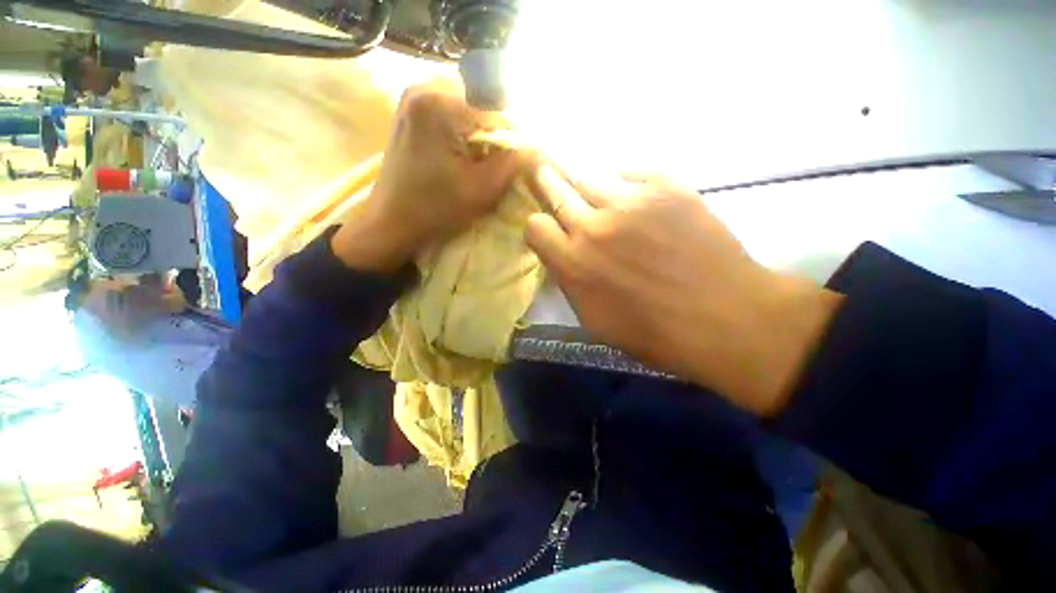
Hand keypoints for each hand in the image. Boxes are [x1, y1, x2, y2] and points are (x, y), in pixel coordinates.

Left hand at [332, 78, 521, 272]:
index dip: (515, 136)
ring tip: (485, 162)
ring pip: (468, 108)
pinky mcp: (411, 113)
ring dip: (483, 134)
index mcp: (439, 102)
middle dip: (498, 133)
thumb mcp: (481, 189)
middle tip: (503, 163)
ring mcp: (414, 98)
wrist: (391, 223)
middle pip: (481, 102)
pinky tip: (466, 157)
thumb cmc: (434, 209)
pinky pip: (451, 114)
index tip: (521, 162)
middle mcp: (423, 87)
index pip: (497, 107)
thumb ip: (513, 164)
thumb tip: (538, 148)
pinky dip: (466, 134)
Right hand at [524, 165, 841, 415]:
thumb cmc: (654, 332)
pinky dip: (619, 172)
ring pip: (587, 171)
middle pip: (555, 189)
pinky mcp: (666, 186)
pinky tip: (621, 181)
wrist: (724, 318)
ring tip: (572, 164)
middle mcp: (593, 227)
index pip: (535, 226)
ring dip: (575, 170)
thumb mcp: (594, 320)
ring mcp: (630, 201)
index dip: (537, 225)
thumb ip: (570, 282)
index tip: (546, 227)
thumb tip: (562, 255)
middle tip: (543, 168)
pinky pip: (629, 167)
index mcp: (573, 264)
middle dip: (545, 180)